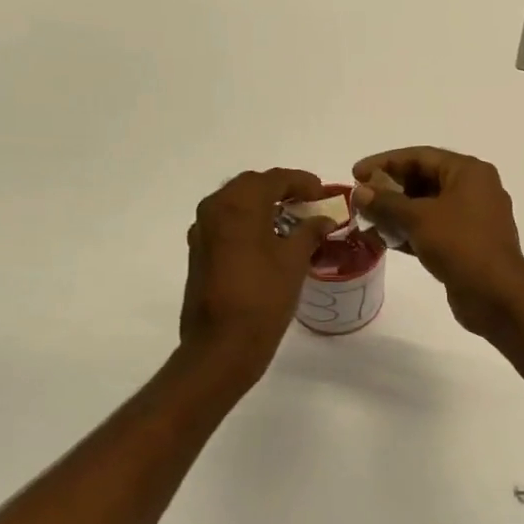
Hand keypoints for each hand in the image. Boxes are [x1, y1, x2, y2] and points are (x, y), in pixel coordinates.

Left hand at [180, 169, 333, 380]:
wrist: (222, 345)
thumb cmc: (263, 298)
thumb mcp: (294, 261)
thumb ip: (310, 231)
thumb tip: (324, 219)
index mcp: (238, 205)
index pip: (274, 178)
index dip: (302, 181)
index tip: (323, 191)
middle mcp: (214, 210)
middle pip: (251, 186)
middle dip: (281, 188)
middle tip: (308, 201)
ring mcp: (202, 231)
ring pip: (235, 203)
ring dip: (263, 204)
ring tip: (292, 219)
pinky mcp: (199, 252)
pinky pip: (226, 223)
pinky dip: (248, 222)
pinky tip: (269, 239)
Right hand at [350, 147, 523, 333]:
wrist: (496, 295)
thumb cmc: (460, 245)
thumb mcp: (419, 218)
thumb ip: (386, 202)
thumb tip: (359, 191)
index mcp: (469, 172)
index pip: (420, 156)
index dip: (385, 163)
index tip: (355, 173)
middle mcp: (473, 189)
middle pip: (424, 180)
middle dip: (389, 189)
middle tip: (359, 198)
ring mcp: (471, 218)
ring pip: (426, 207)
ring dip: (396, 212)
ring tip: (364, 220)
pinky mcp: (465, 244)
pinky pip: (432, 229)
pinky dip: (408, 232)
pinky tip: (381, 240)